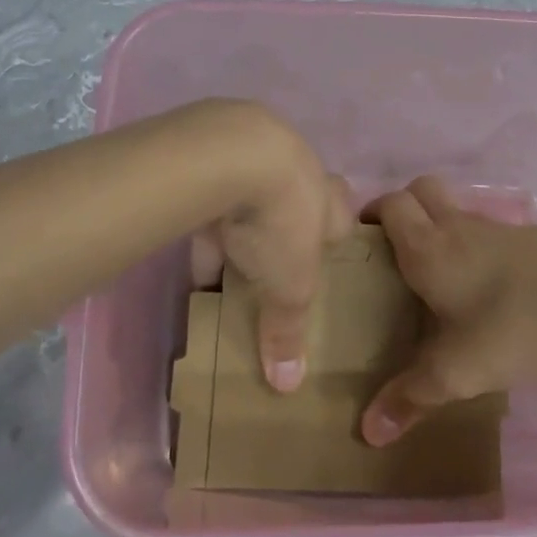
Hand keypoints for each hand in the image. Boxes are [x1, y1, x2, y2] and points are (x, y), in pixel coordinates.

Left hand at [184, 103, 352, 391]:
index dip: (332, 238)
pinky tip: (193, 247)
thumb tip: (288, 386)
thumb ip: (288, 330)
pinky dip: (207, 220)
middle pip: (300, 198)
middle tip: (274, 257)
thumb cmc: (281, 221)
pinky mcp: (216, 149)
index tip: (321, 260)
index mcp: (329, 201)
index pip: (343, 216)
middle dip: (288, 225)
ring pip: (254, 194)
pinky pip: (214, 194)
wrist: (233, 154)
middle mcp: (300, 172)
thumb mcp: (289, 287)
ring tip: (228, 260)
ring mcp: (257, 153)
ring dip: (243, 223)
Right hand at [359, 176, 536, 446]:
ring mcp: (495, 228)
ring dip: (437, 225)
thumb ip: (412, 397)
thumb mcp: (459, 369)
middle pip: (419, 190)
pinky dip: (472, 243)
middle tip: (392, 250)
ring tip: (434, 273)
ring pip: (454, 208)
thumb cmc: (514, 320)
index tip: (359, 244)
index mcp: (428, 246)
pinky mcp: (528, 238)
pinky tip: (482, 286)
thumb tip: (368, 431)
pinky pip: (485, 229)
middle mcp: (456, 226)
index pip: (389, 204)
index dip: (369, 215)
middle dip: (401, 210)